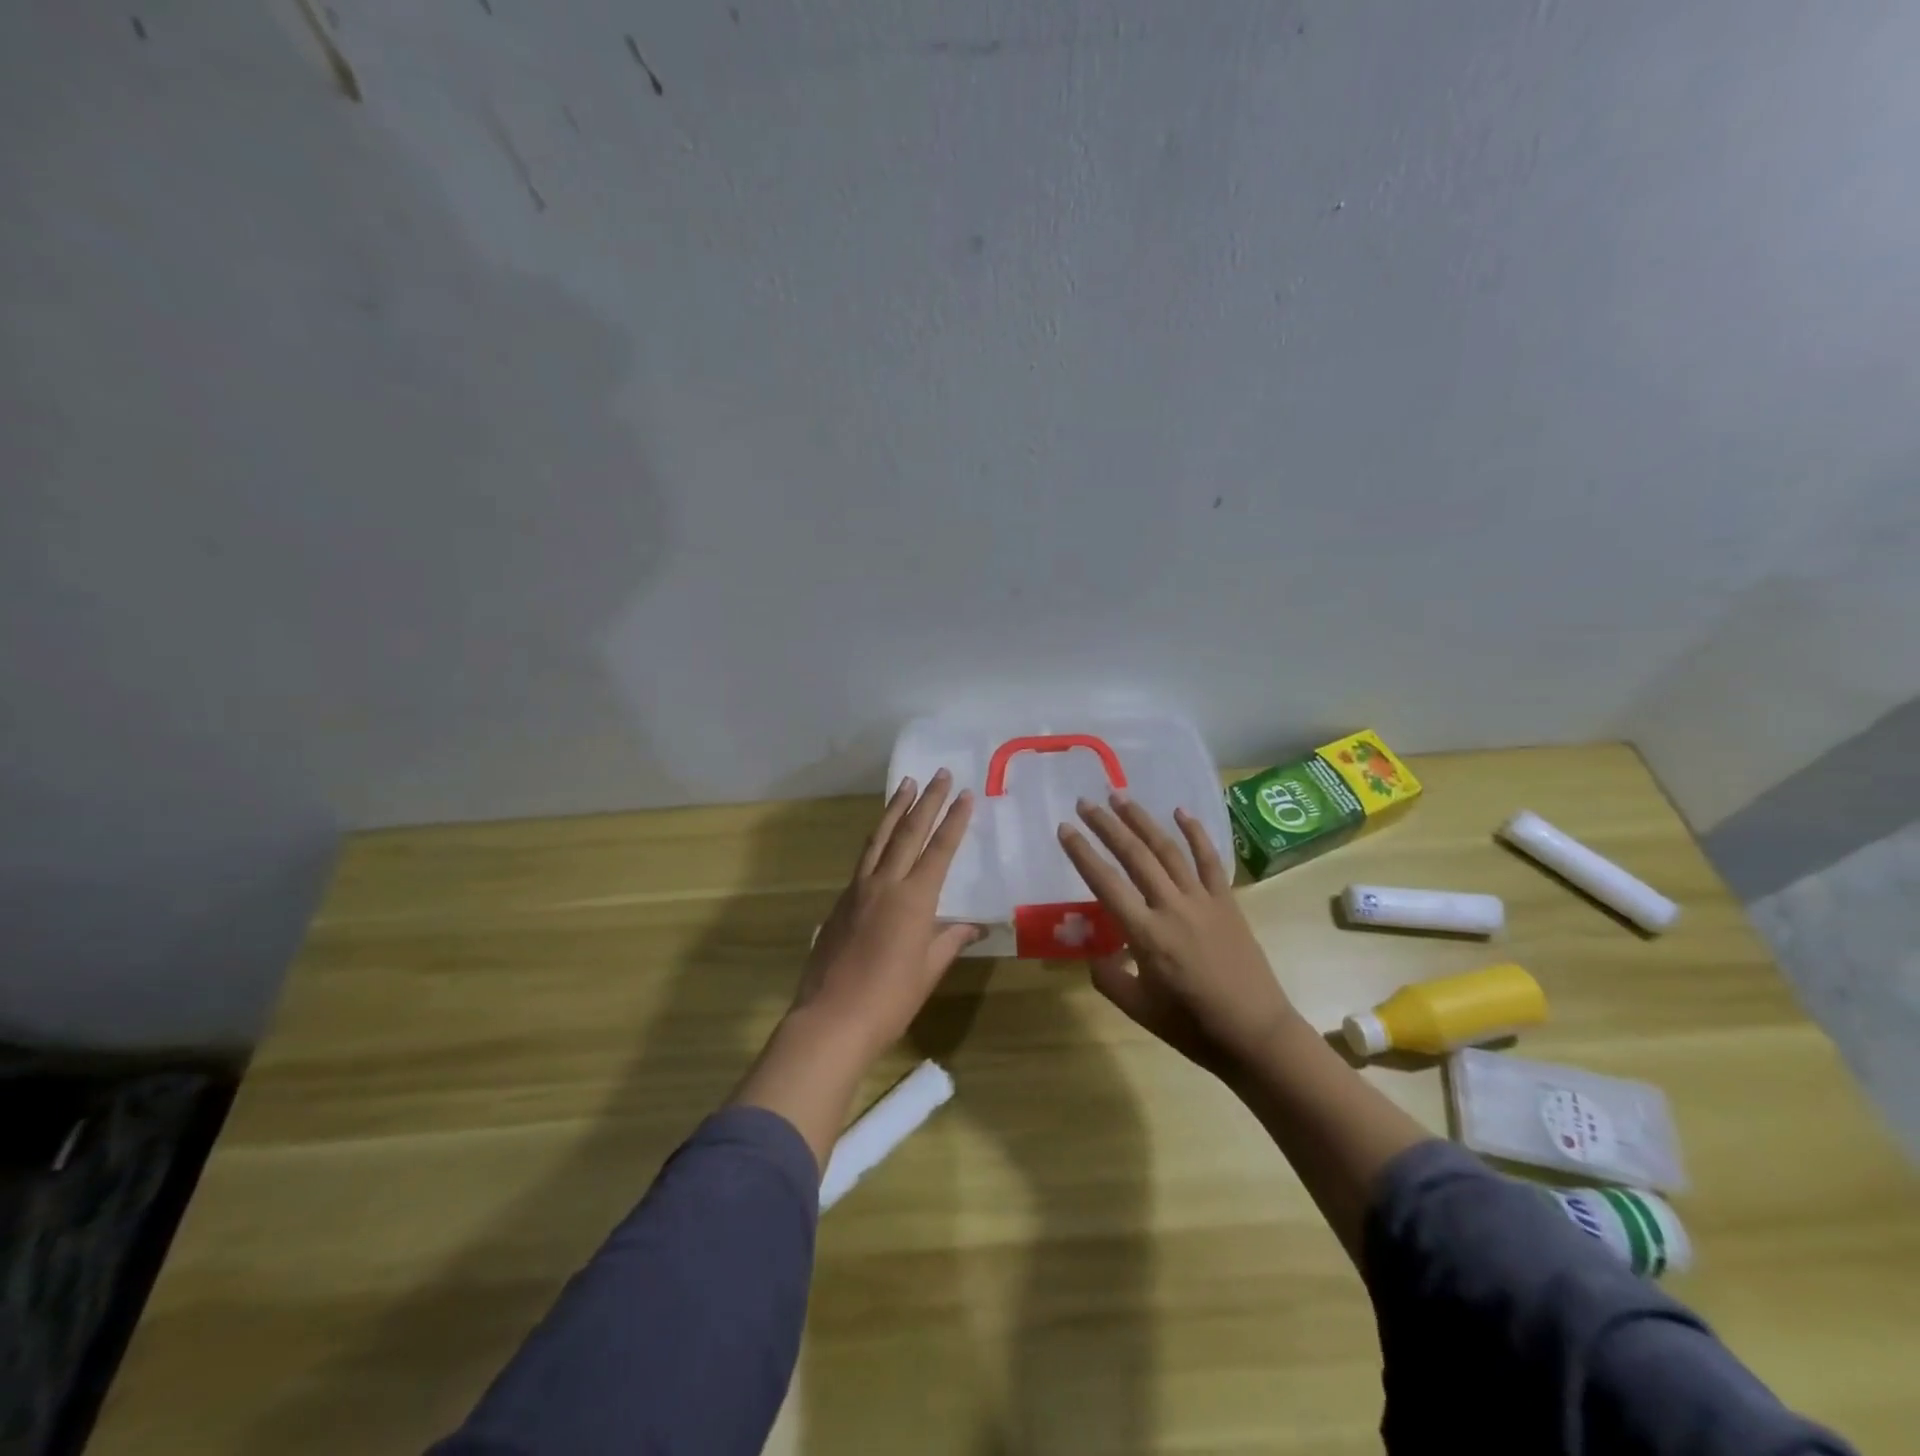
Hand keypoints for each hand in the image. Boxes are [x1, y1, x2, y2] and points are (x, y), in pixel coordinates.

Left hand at [791, 769, 980, 1064]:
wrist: (831, 1019)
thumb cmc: (889, 1000)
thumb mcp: (927, 971)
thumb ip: (949, 941)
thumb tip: (972, 927)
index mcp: (913, 900)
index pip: (939, 850)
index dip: (954, 821)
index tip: (966, 795)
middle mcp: (885, 884)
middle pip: (909, 833)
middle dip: (927, 801)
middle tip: (940, 774)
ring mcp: (858, 890)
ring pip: (880, 838)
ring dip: (895, 809)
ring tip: (906, 784)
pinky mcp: (840, 902)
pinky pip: (863, 859)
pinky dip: (877, 838)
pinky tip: (881, 835)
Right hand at [1058, 794, 1297, 1079]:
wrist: (1255, 1034)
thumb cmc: (1192, 1026)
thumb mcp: (1138, 1010)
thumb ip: (1108, 977)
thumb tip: (1096, 953)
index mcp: (1146, 935)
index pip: (1105, 883)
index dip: (1082, 854)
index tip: (1064, 829)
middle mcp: (1172, 907)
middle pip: (1134, 856)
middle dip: (1107, 826)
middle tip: (1086, 802)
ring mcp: (1203, 900)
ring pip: (1168, 850)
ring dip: (1142, 820)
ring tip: (1121, 797)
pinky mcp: (1227, 902)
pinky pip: (1210, 861)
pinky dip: (1196, 834)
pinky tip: (1180, 812)